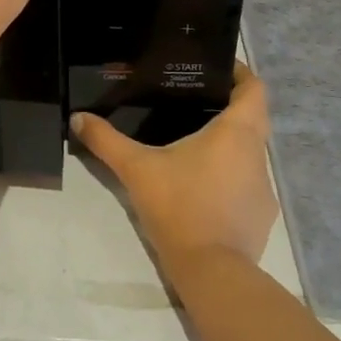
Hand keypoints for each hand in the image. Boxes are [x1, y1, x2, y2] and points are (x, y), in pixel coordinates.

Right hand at [72, 65, 277, 266]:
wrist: (212, 273)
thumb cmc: (179, 207)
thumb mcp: (136, 169)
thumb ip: (106, 141)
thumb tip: (77, 118)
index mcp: (237, 132)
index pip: (254, 88)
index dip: (239, 73)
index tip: (216, 67)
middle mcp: (258, 155)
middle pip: (252, 119)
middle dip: (227, 107)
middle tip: (191, 101)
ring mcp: (263, 189)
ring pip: (248, 153)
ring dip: (227, 145)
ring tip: (191, 143)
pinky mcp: (260, 217)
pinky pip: (246, 184)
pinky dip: (228, 178)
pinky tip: (200, 187)